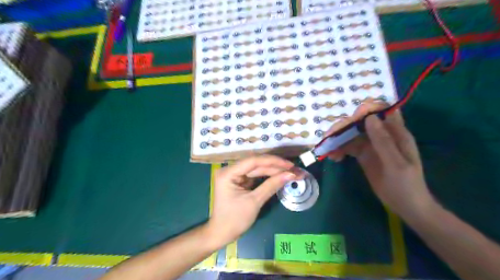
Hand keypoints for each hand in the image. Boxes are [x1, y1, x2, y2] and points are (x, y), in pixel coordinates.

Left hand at [207, 155, 300, 246]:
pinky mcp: (240, 180)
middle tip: (295, 170)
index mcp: (228, 173)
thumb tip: (291, 174)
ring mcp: (235, 175)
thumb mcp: (254, 202)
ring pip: (258, 169)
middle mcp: (230, 170)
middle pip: (256, 164)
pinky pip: (256, 175)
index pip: (253, 161)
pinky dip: (269, 176)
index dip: (273, 161)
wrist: (222, 234)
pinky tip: (281, 175)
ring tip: (292, 172)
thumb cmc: (235, 220)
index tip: (290, 165)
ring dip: (274, 171)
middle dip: (276, 167)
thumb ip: (272, 185)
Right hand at [329, 101, 433, 217]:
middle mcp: (381, 135)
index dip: (367, 109)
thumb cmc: (406, 185)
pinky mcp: (363, 155)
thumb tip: (369, 118)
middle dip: (345, 126)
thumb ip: (383, 141)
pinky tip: (333, 157)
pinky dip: (339, 149)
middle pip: (360, 122)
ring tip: (328, 149)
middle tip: (330, 136)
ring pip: (352, 134)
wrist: (405, 205)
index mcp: (395, 133)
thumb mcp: (396, 164)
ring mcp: (371, 145)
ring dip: (338, 139)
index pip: (382, 111)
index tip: (352, 118)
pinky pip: (348, 147)